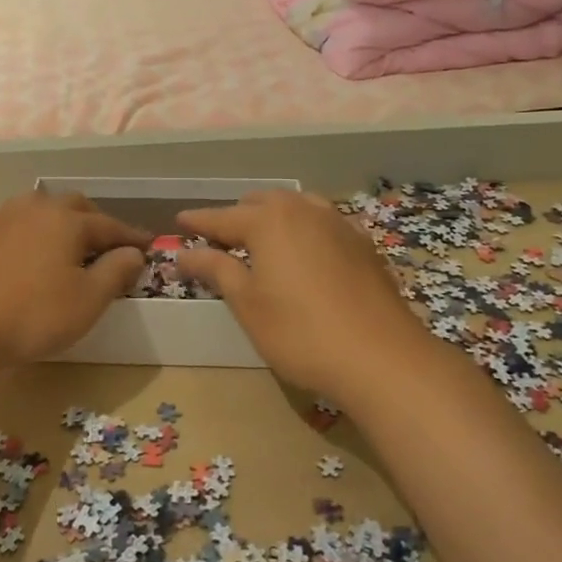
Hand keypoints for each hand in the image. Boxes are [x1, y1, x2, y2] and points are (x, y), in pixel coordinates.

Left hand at [0, 191, 150, 371]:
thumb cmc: (32, 314)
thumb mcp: (87, 300)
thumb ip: (116, 271)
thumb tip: (134, 252)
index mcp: (67, 220)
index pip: (110, 225)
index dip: (132, 237)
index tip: (149, 246)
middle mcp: (36, 208)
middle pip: (75, 207)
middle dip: (97, 222)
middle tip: (110, 244)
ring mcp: (2, 217)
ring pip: (41, 208)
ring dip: (61, 220)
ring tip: (69, 240)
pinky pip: (12, 220)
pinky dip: (27, 228)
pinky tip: (24, 242)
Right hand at [176, 190, 438, 405]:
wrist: (382, 357)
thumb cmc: (300, 332)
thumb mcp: (247, 304)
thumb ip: (216, 270)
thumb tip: (184, 253)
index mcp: (269, 221)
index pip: (222, 217)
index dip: (198, 221)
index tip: (179, 221)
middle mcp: (303, 210)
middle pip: (261, 203)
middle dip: (237, 216)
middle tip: (218, 238)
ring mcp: (339, 224)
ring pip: (296, 207)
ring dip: (274, 217)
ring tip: (262, 239)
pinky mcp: (363, 244)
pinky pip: (323, 223)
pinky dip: (304, 229)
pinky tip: (306, 251)